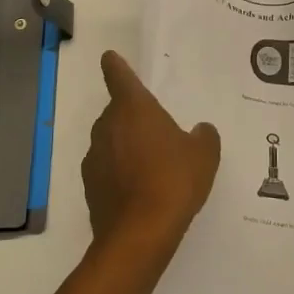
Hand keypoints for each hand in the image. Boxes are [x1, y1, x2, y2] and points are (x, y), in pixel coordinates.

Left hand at [82, 51, 220, 256]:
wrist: (139, 235)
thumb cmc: (173, 181)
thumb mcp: (204, 156)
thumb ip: (204, 136)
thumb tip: (200, 131)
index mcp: (133, 107)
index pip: (118, 75)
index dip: (115, 65)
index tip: (111, 58)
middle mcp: (107, 125)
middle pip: (117, 112)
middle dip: (133, 118)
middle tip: (157, 133)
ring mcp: (94, 157)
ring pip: (111, 141)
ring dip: (125, 147)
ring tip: (151, 168)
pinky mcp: (90, 187)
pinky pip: (107, 170)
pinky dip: (119, 174)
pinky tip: (139, 192)